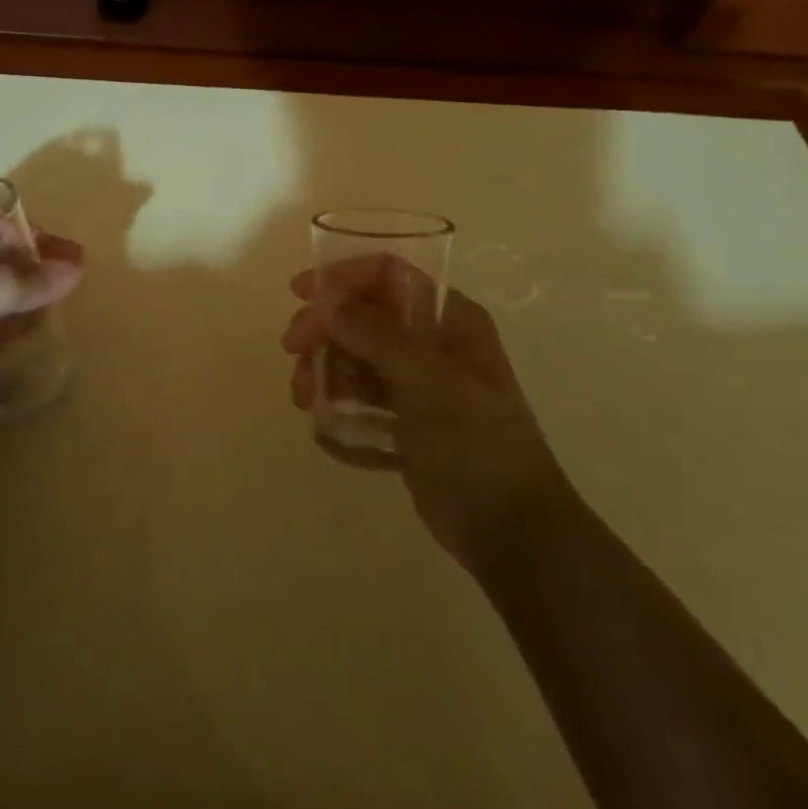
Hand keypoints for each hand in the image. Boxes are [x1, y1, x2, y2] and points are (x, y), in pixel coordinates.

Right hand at [282, 257, 571, 569]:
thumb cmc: (477, 445)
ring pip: (354, 359)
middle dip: (324, 333)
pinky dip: (341, 413)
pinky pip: (359, 401)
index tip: (300, 295)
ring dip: (325, 374)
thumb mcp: (427, 382)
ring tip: (308, 403)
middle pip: (362, 316)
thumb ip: (375, 334)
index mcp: (449, 320)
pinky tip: (333, 437)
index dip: (342, 277)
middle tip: (295, 357)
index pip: (388, 276)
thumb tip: (326, 298)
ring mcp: (417, 384)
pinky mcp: (405, 422)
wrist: (512, 532)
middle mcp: (432, 344)